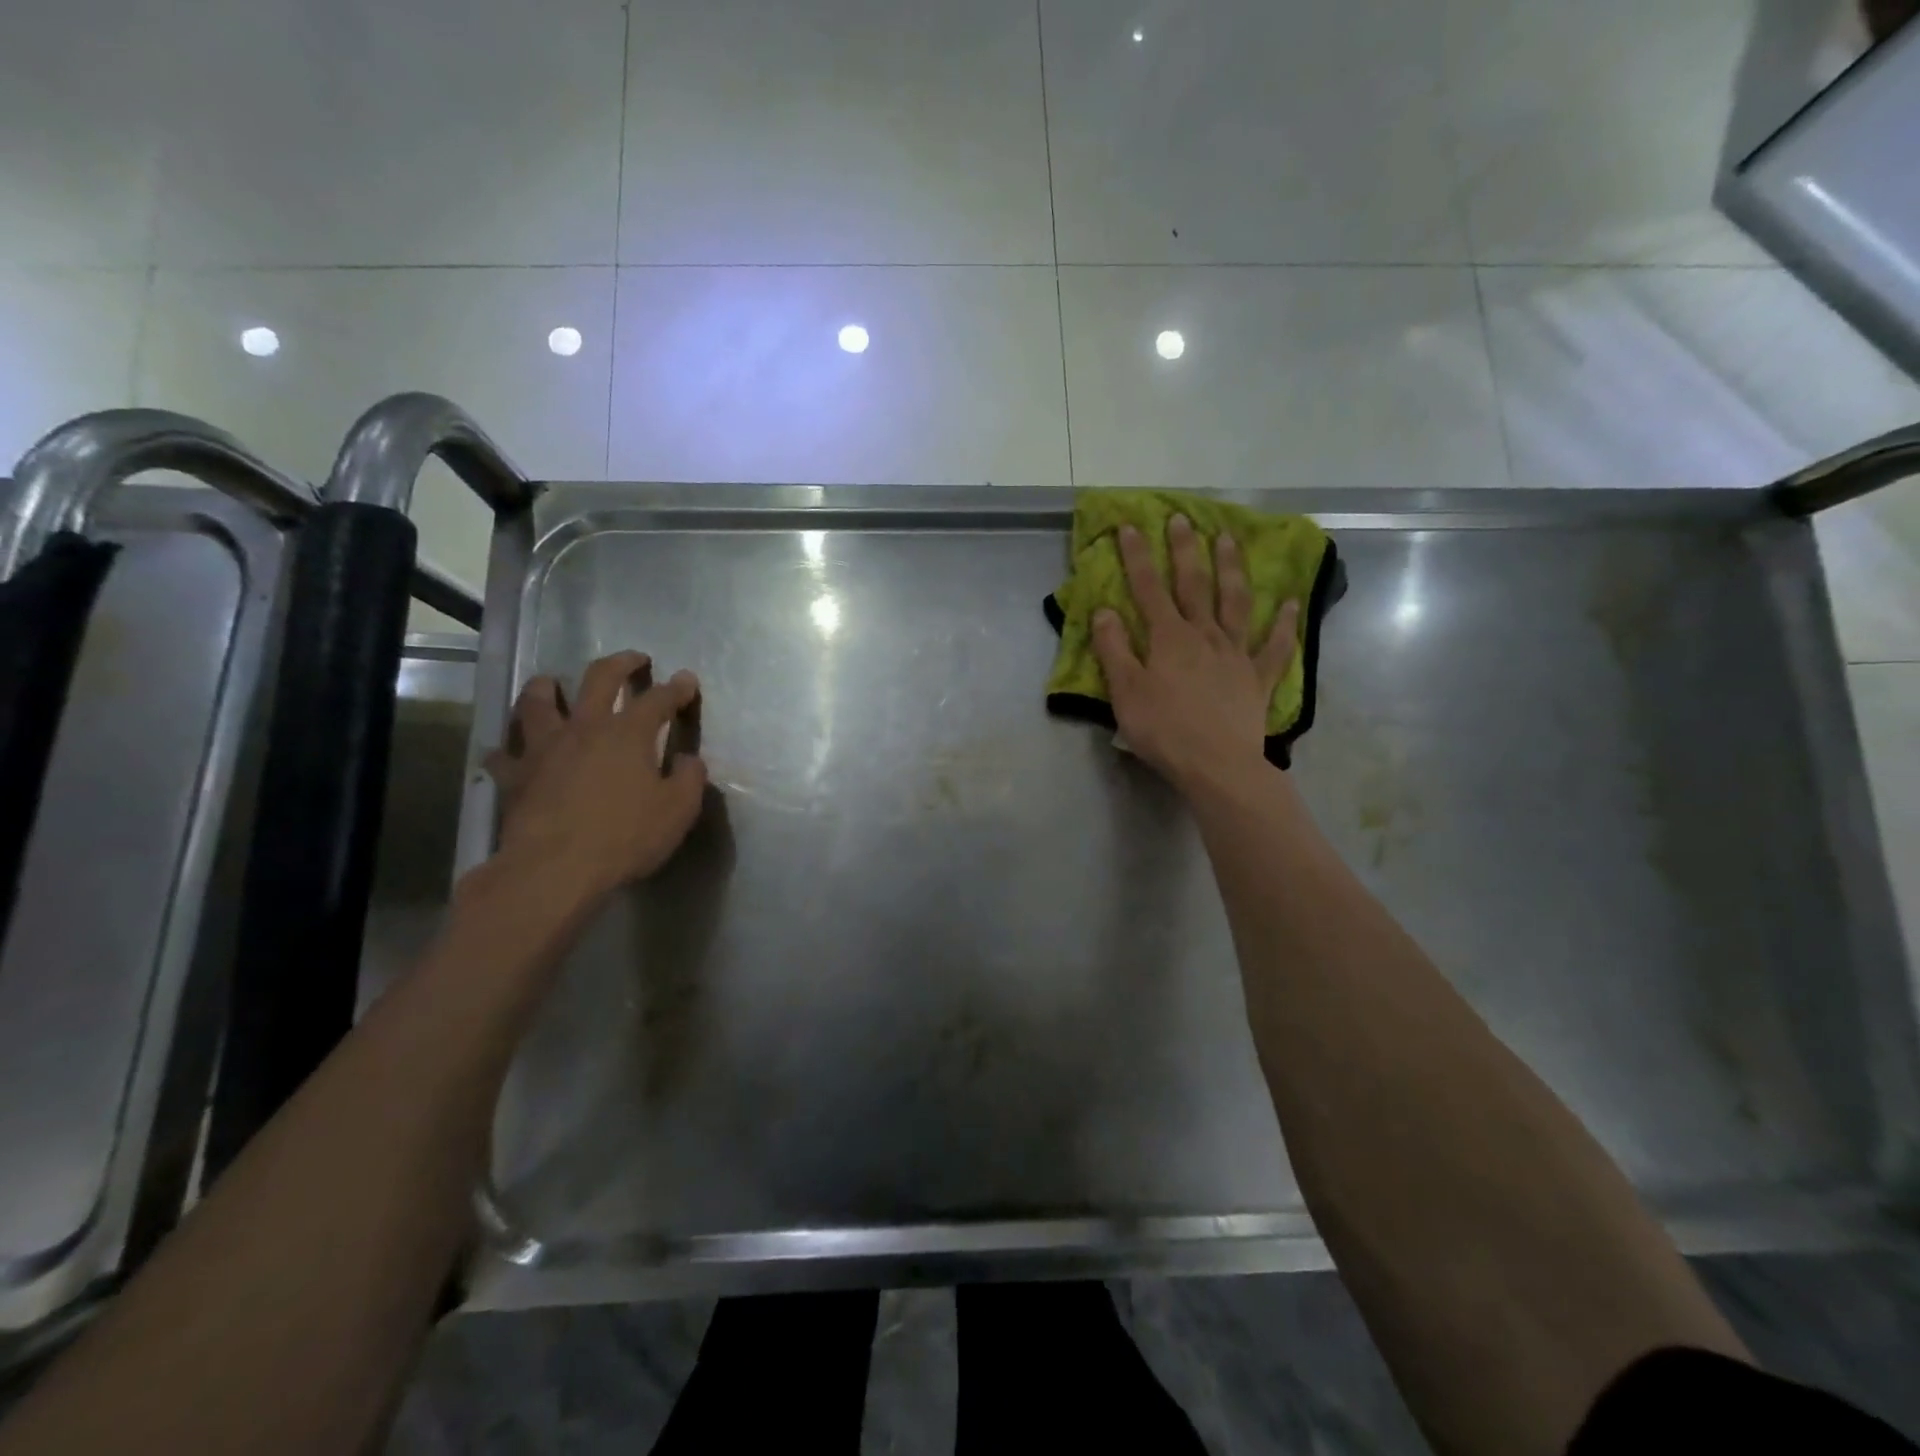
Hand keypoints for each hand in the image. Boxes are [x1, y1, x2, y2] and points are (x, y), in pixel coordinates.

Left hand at [483, 650, 707, 903]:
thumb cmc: (625, 837)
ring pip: (539, 702)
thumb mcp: (678, 811)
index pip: (659, 699)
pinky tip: (511, 751)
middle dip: (621, 663)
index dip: (677, 687)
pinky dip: (509, 748)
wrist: (555, 869)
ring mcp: (544, 748)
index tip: (687, 680)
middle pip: (600, 678)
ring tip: (552, 684)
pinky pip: (505, 754)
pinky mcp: (515, 776)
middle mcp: (585, 728)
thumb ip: (689, 779)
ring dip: (548, 687)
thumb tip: (688, 760)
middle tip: (634, 659)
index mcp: (629, 733)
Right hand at [1091, 514, 1298, 796]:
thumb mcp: (1126, 692)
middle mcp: (1204, 635)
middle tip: (1183, 519)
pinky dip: (1283, 624)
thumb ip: (1114, 649)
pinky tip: (1290, 603)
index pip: (1148, 588)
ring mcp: (1236, 654)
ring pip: (1235, 602)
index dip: (1137, 557)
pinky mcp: (1258, 678)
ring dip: (1231, 569)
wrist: (1216, 765)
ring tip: (1229, 539)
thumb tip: (1104, 610)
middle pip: (1194, 585)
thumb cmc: (1164, 730)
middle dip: (1185, 550)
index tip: (1130, 527)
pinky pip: (1275, 646)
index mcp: (1169, 638)